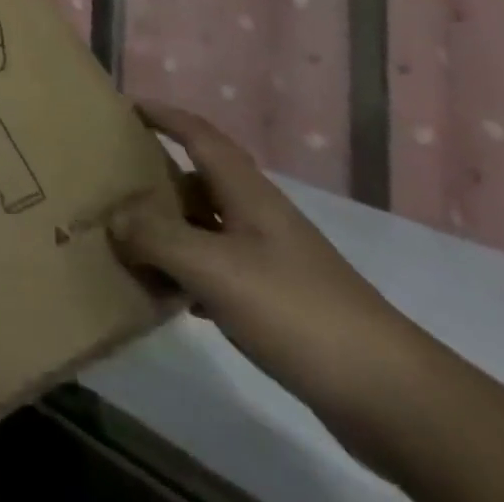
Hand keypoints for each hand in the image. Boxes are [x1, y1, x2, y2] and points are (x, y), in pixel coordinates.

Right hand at [107, 105, 426, 432]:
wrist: (390, 396)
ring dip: (170, 230)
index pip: (199, 134)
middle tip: (114, 181)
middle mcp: (258, 215)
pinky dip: (190, 274)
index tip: (127, 106)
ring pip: (208, 228)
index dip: (164, 114)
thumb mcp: (215, 269)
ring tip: (129, 240)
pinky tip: (172, 297)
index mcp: (247, 192)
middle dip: (158, 176)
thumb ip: (158, 238)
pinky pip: (220, 271)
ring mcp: (272, 259)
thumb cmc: (296, 310)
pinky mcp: (280, 303)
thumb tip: (113, 216)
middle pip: (200, 179)